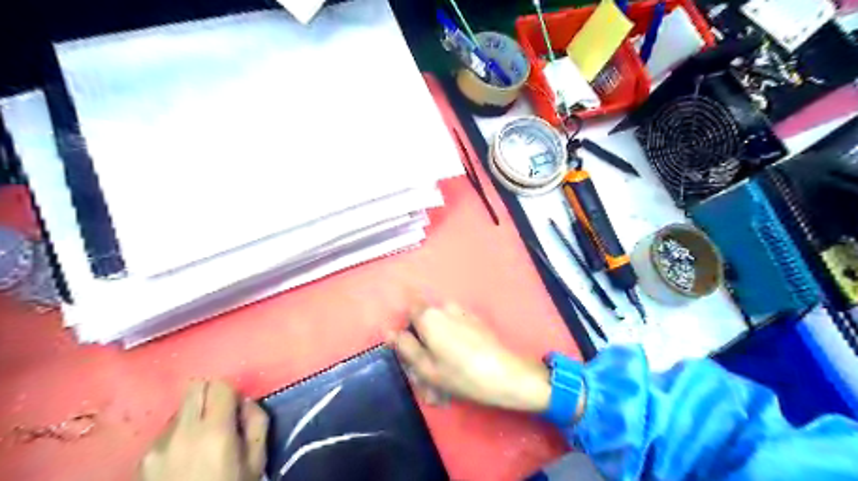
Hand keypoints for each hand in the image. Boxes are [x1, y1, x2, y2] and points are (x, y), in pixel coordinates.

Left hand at [139, 379, 268, 480]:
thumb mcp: (257, 461)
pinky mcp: (142, 459)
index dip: (232, 392)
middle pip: (195, 387)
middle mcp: (181, 432)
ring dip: (194, 414)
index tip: (238, 408)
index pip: (220, 385)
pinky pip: (166, 430)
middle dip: (211, 394)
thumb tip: (246, 402)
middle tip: (221, 414)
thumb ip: (257, 423)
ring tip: (201, 441)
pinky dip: (179, 434)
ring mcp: (157, 445)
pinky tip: (184, 457)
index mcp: (214, 432)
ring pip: (180, 409)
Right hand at [391, 305, 553, 413]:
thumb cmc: (461, 374)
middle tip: (425, 372)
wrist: (506, 375)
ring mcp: (463, 313)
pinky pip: (456, 329)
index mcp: (430, 316)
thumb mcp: (426, 367)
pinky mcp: (477, 322)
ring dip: (438, 347)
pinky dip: (453, 345)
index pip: (410, 305)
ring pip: (441, 327)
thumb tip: (391, 332)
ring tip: (444, 375)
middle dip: (423, 342)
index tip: (407, 343)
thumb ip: (406, 347)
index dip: (405, 322)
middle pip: (425, 319)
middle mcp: (445, 308)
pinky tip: (459, 368)